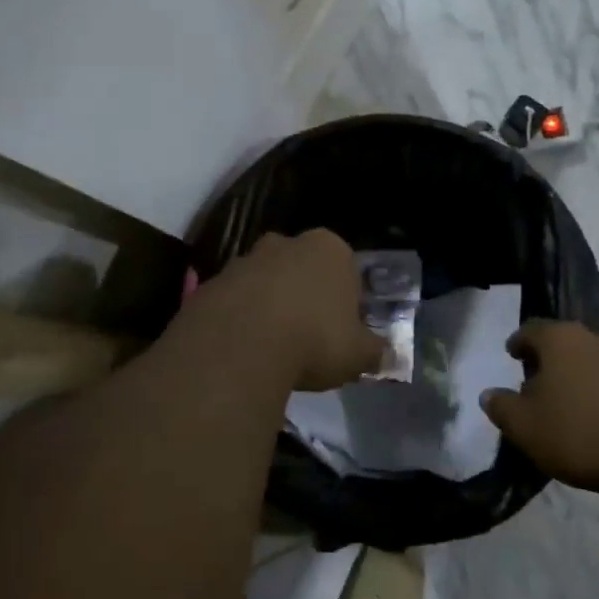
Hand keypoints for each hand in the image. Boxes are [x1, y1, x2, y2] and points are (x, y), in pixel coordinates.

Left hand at [183, 230, 385, 392]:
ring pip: (266, 281)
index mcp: (330, 248)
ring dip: (270, 305)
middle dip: (305, 295)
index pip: (346, 268)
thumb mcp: (358, 354)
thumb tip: (386, 355)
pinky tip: (244, 349)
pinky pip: (235, 300)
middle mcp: (287, 243)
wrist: (240, 345)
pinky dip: (240, 319)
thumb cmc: (314, 339)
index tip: (342, 331)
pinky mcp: (213, 281)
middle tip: (308, 336)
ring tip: (273, 347)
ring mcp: (246, 259)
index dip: (346, 301)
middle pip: (302, 268)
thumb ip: (374, 351)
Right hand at [483, 320, 598, 502]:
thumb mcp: (523, 426)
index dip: (518, 343)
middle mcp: (595, 338)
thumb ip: (500, 406)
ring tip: (572, 403)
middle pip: (564, 342)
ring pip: (593, 360)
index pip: (530, 329)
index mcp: (560, 339)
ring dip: (580, 374)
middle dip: (549, 359)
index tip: (512, 357)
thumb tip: (489, 394)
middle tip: (538, 384)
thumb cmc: (579, 434)